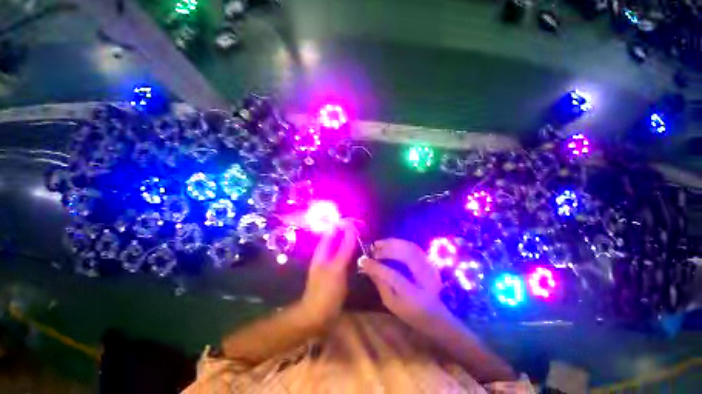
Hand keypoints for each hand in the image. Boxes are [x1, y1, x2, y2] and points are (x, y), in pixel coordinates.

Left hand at [300, 221, 357, 327]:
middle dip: (349, 232)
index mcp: (323, 250)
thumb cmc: (325, 291)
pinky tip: (362, 253)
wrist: (318, 317)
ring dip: (352, 241)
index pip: (332, 230)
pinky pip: (346, 257)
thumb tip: (351, 228)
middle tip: (365, 228)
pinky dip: (353, 252)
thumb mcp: (337, 268)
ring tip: (366, 237)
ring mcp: (332, 263)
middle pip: (338, 237)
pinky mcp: (337, 272)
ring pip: (342, 247)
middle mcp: (326, 254)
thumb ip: (344, 247)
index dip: (343, 223)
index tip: (358, 221)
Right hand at [363, 239, 448, 329]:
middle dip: (386, 249)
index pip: (392, 276)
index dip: (376, 267)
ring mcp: (430, 267)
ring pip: (410, 247)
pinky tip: (391, 244)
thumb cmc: (411, 312)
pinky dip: (400, 243)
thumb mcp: (392, 303)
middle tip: (373, 248)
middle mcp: (424, 278)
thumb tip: (368, 268)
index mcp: (414, 294)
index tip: (363, 260)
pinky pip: (413, 247)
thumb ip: (380, 285)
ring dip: (393, 243)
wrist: (437, 314)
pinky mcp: (429, 262)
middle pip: (405, 256)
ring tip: (379, 244)